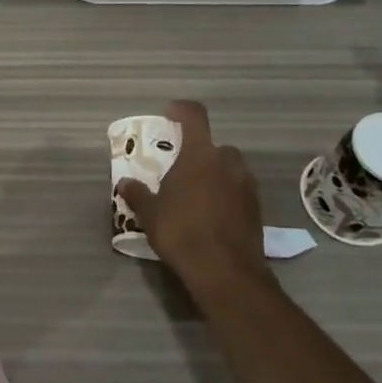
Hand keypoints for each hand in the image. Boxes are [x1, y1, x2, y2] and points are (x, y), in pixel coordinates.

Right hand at [114, 100, 272, 295]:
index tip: (169, 114)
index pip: (194, 116)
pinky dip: (227, 195)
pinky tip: (212, 215)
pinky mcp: (257, 208)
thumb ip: (137, 194)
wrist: (226, 272)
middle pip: (214, 146)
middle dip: (199, 153)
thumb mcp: (150, 214)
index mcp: (200, 155)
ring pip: (230, 168)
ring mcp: (247, 185)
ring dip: (215, 174)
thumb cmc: (182, 232)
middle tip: (181, 170)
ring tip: (196, 195)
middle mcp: (228, 162)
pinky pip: (239, 190)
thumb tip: (124, 183)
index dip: (181, 110)